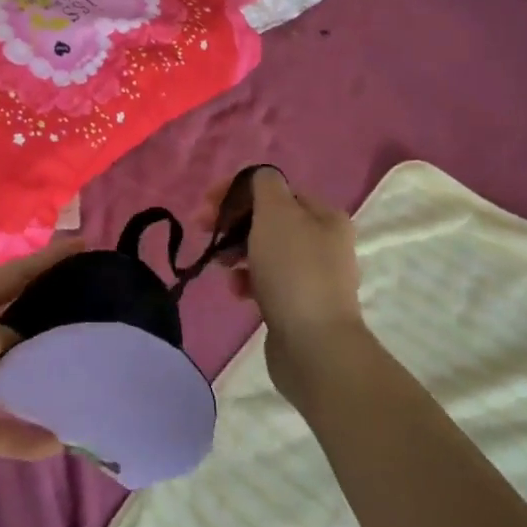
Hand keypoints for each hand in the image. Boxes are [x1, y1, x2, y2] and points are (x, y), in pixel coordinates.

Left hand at [0, 241, 77, 505]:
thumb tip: (19, 344)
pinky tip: (53, 442)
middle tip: (94, 317)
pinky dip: (16, 430)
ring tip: (80, 380)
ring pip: (3, 372)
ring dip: (35, 380)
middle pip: (10, 320)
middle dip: (48, 319)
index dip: (50, 260)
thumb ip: (7, 337)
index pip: (13, 274)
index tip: (86, 246)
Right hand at [205, 168, 362, 407]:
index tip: (205, 203)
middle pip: (267, 220)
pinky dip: (248, 281)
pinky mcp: (300, 305)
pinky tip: (237, 291)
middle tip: (202, 229)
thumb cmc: (293, 271)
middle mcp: (324, 242)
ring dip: (236, 252)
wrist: (315, 346)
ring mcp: (313, 276)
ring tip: (220, 265)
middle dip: (232, 222)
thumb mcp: (276, 213)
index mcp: (324, 215)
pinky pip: (267, 282)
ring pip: (264, 251)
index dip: (236, 190)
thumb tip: (259, 180)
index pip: (273, 189)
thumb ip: (264, 185)